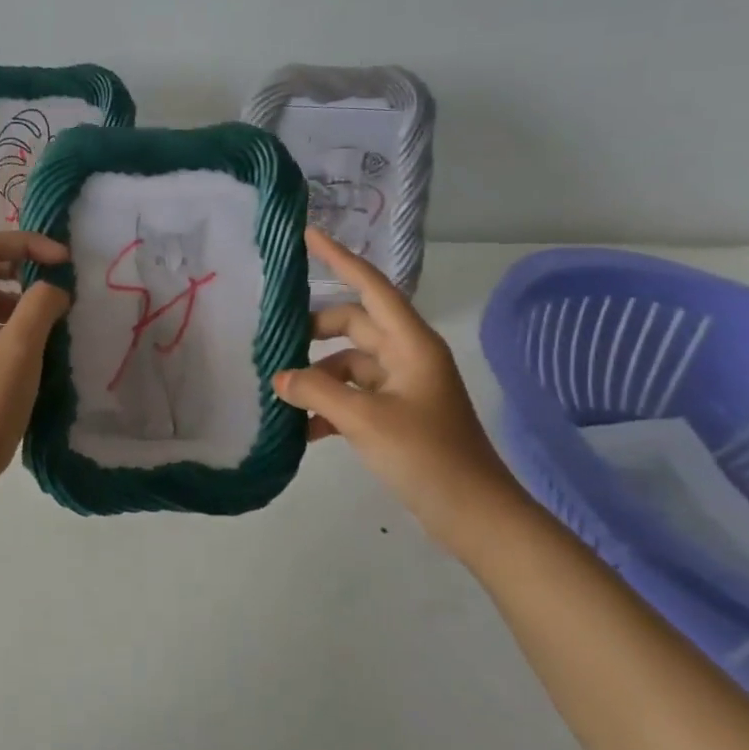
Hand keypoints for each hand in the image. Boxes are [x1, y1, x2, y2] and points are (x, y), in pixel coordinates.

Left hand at [0, 232, 71, 485]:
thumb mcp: (20, 348)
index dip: (31, 245)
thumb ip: (41, 304)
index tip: (65, 262)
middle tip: (59, 286)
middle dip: (26, 269)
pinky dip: (11, 321)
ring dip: (21, 298)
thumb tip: (54, 290)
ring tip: (50, 320)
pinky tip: (34, 344)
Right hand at [274, 228, 529, 546]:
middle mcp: (407, 356)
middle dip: (314, 332)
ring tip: (282, 396)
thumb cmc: (426, 455)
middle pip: (353, 326)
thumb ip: (316, 391)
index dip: (339, 259)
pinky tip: (302, 430)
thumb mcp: (365, 419)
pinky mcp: (397, 415)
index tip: (308, 235)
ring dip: (317, 377)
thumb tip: (280, 378)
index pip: (371, 287)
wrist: (473, 514)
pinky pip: (354, 396)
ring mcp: (403, 387)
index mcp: (410, 344)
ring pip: (348, 365)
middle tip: (275, 342)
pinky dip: (328, 406)